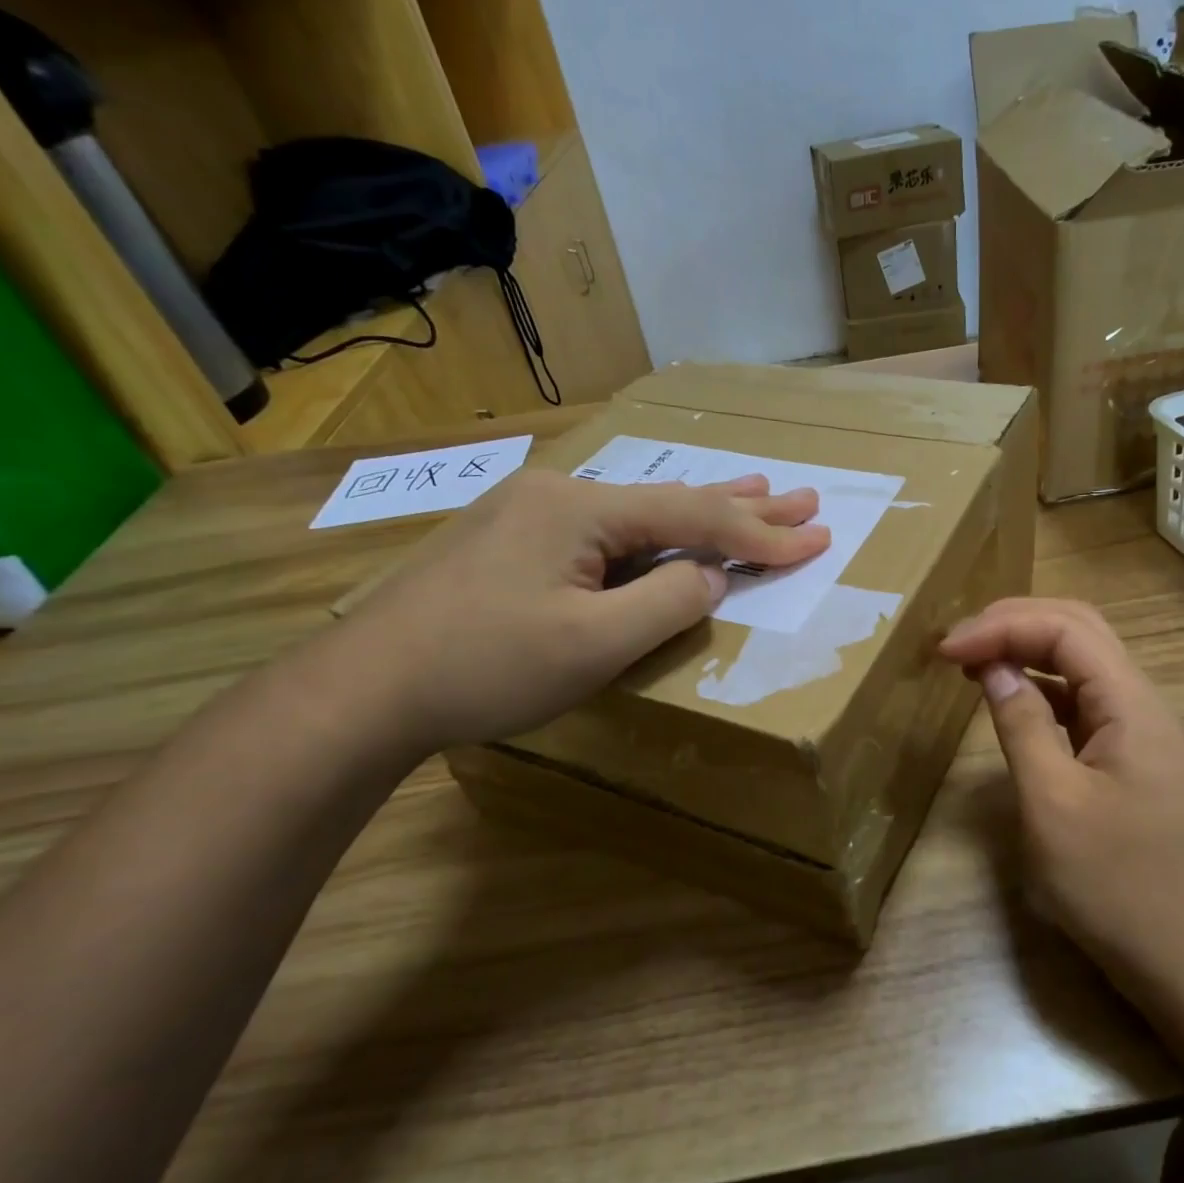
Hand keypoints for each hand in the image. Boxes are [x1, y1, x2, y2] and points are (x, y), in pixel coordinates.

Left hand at [330, 469, 829, 751]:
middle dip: (743, 504)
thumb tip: (710, 576)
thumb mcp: (593, 644)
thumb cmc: (484, 667)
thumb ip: (667, 602)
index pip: (694, 518)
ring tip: (756, 492)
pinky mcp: (514, 543)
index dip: (762, 534)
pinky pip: (607, 533)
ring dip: (700, 511)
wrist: (364, 689)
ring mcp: (531, 515)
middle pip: (672, 500)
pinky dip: (654, 536)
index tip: (819, 538)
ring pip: (638, 513)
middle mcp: (559, 495)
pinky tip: (669, 532)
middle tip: (803, 496)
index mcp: (581, 509)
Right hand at [940, 598, 1183, 990]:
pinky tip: (1010, 700)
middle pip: (1079, 632)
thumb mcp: (1054, 804)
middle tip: (956, 642)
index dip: (1001, 626)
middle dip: (1014, 623)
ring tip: (972, 661)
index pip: (1066, 629)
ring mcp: (1139, 733)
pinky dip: (1040, 689)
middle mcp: (1142, 704)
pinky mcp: (1129, 761)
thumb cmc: (1119, 887)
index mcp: (1132, 704)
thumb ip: (1021, 726)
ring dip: (1027, 650)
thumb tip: (992, 669)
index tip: (945, 649)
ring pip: (1082, 664)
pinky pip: (1082, 704)